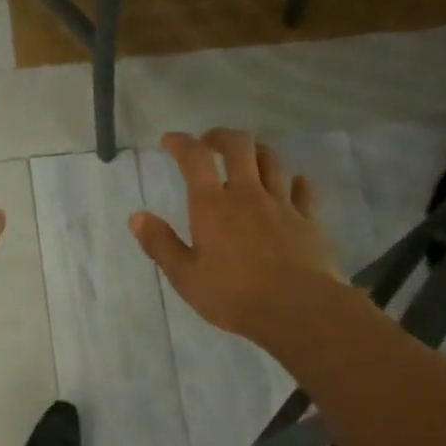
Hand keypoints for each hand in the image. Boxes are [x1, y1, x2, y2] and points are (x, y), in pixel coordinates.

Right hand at [130, 129, 343, 353]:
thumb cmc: (233, 295)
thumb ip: (160, 244)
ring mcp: (282, 203)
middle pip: (239, 145)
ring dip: (256, 151)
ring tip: (246, 158)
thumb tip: (136, 216)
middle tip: (209, 143)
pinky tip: (288, 185)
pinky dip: (291, 180)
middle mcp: (248, 194)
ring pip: (272, 160)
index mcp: (212, 206)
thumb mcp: (185, 276)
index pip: (194, 158)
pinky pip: (302, 187)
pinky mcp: (309, 219)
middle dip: (221, 136)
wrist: (298, 309)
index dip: (181, 143)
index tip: (170, 140)